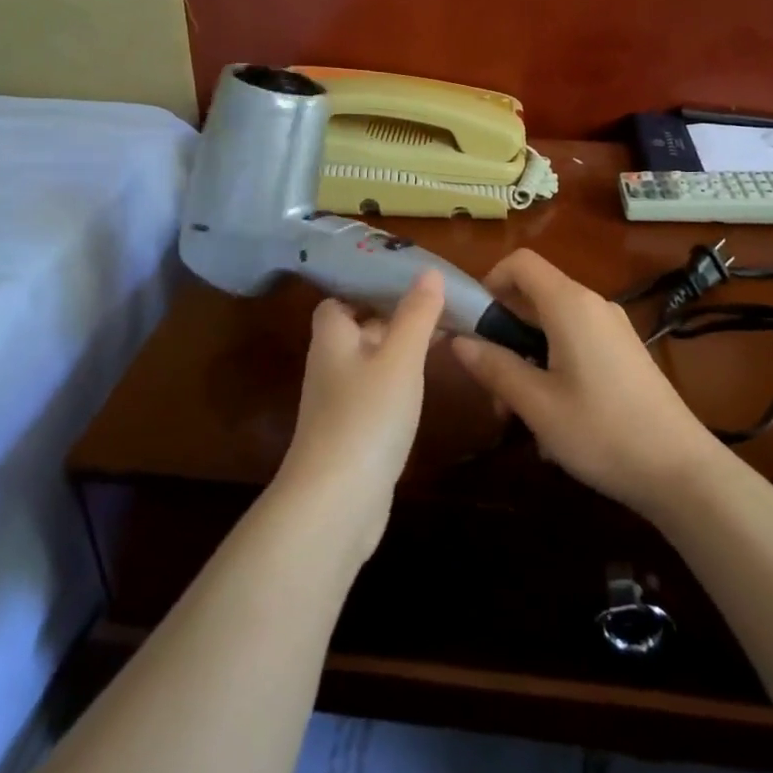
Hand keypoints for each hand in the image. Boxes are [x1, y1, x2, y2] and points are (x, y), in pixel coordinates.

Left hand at [277, 270, 443, 558]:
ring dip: (399, 350)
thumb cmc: (367, 416)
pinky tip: (424, 387)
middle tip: (437, 306)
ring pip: (370, 362)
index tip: (405, 281)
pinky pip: (377, 394)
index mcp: (332, 338)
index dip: (365, 287)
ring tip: (442, 338)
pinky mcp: (352, 433)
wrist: (337, 501)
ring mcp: (339, 403)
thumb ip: (416, 314)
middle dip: (393, 316)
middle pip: (357, 329)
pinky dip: (399, 383)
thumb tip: (429, 271)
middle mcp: (330, 365)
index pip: (338, 300)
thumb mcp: (400, 358)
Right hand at [450, 250, 721, 517]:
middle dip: (503, 332)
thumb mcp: (537, 403)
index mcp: (570, 305)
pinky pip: (575, 344)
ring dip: (525, 358)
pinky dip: (552, 367)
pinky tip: (552, 418)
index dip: (489, 280)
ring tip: (516, 414)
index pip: (521, 262)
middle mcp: (593, 305)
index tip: (472, 321)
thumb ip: (494, 366)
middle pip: (534, 296)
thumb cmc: (602, 432)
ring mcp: (613, 329)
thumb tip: (458, 341)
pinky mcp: (624, 353)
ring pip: (553, 326)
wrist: (680, 470)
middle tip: (490, 383)